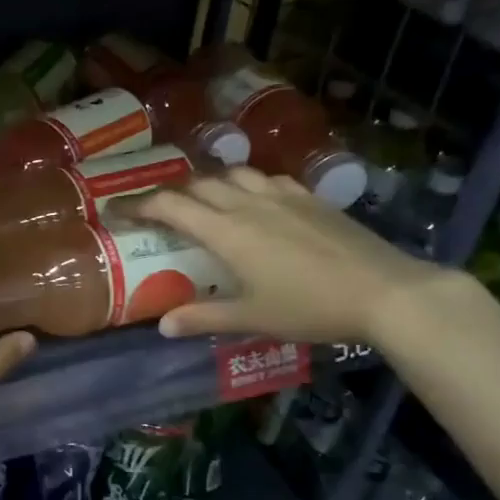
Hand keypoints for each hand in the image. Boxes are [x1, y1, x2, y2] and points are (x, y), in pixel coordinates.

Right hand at [131, 167, 441, 343]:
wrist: (386, 291)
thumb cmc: (311, 307)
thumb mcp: (252, 318)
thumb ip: (203, 317)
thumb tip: (163, 326)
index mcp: (228, 231)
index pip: (170, 206)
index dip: (137, 205)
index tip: (114, 209)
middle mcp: (249, 204)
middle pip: (198, 183)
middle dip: (169, 193)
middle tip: (154, 210)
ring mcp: (284, 196)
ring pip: (234, 174)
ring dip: (208, 182)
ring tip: (200, 200)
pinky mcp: (311, 199)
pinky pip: (267, 179)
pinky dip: (246, 184)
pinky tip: (254, 200)